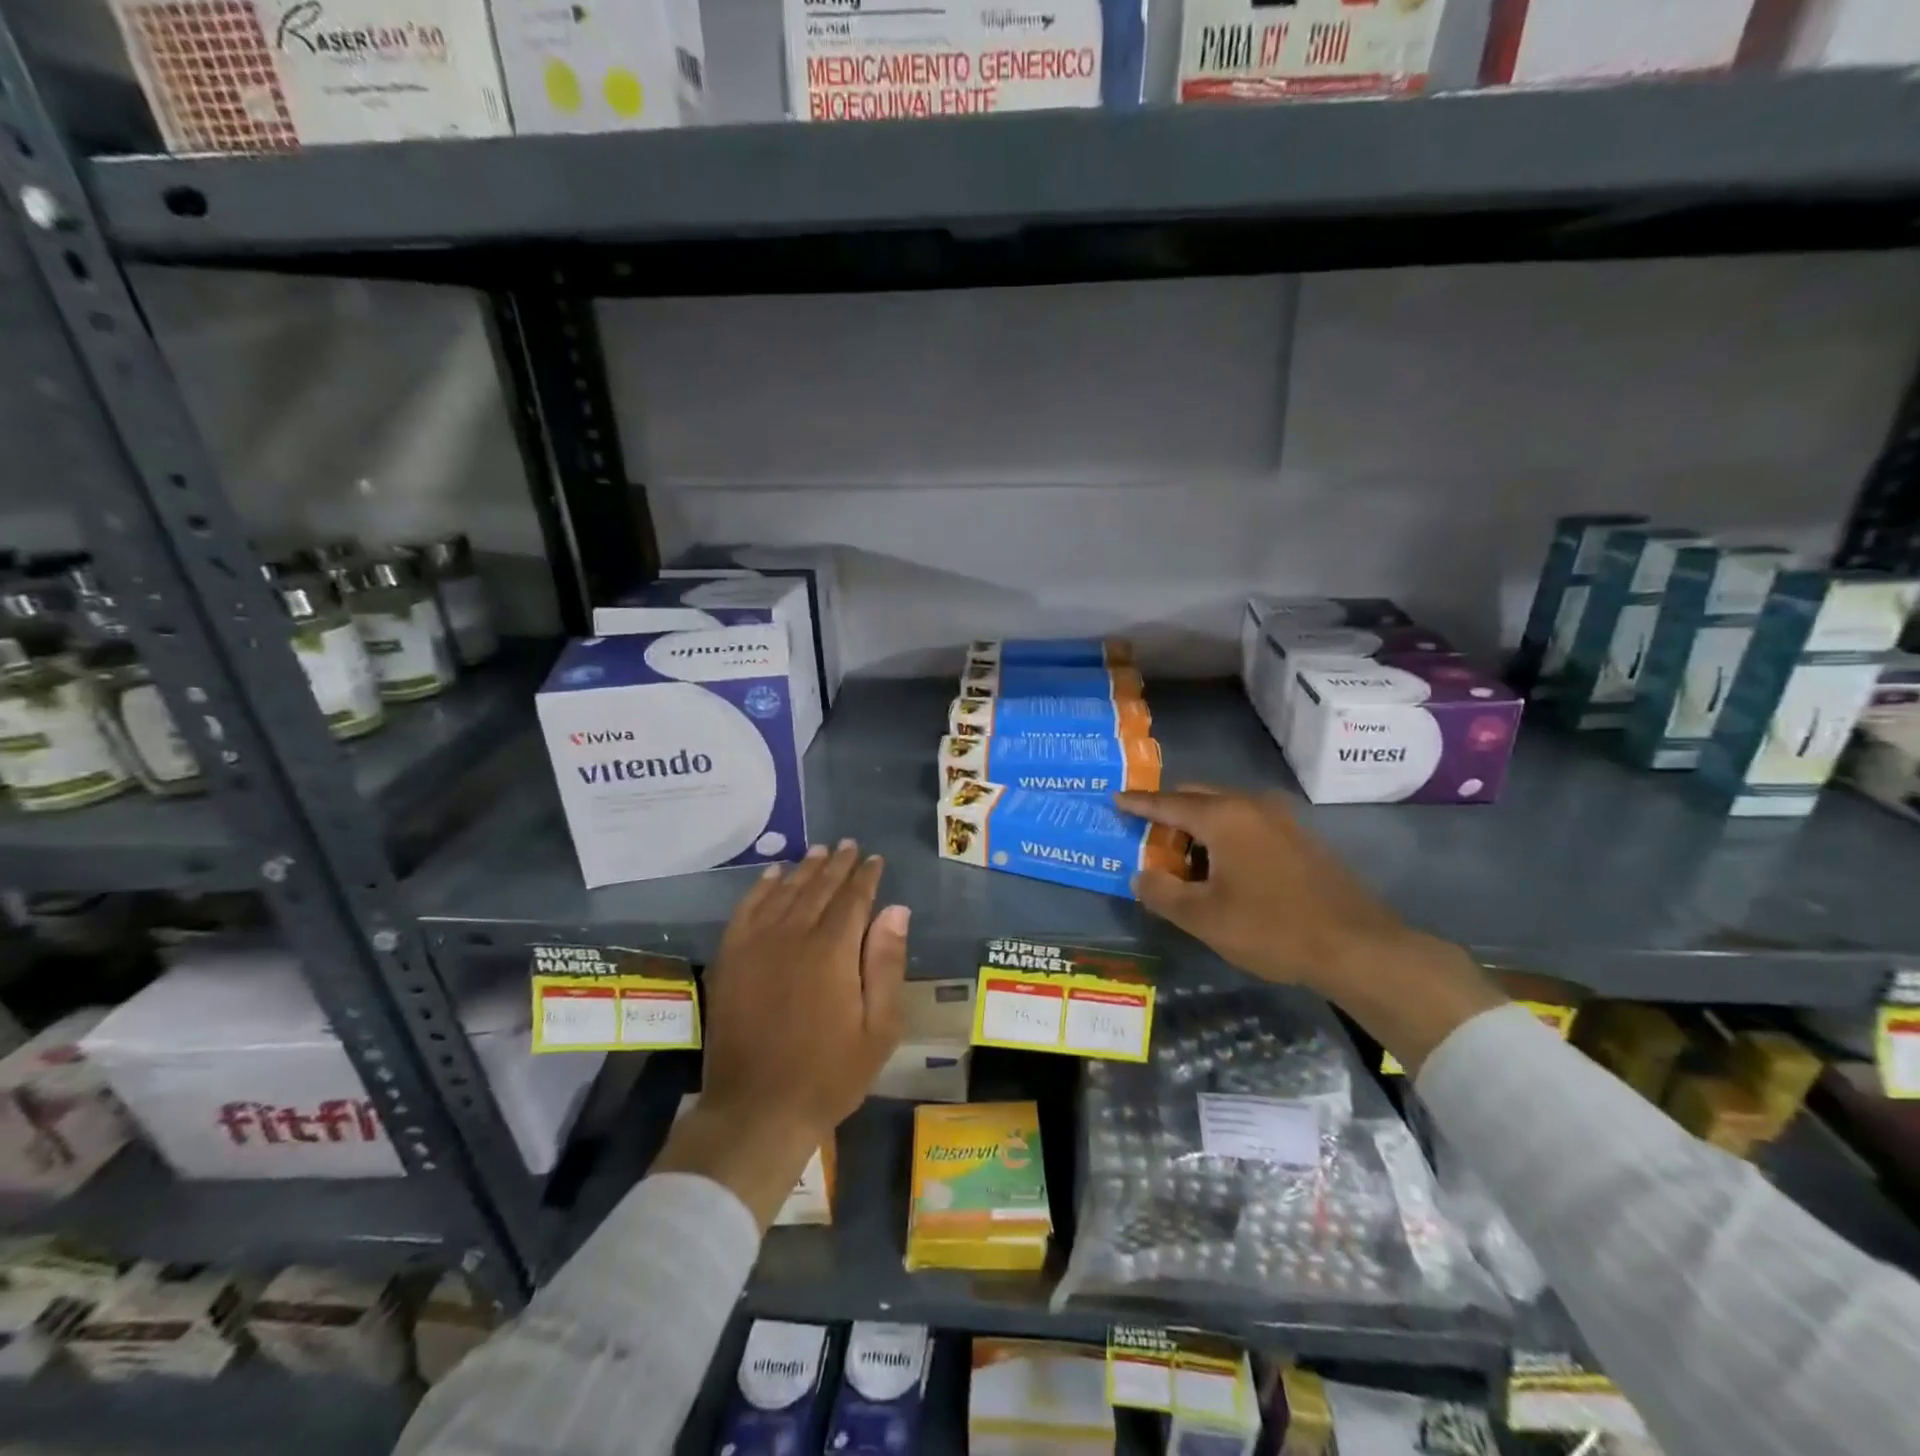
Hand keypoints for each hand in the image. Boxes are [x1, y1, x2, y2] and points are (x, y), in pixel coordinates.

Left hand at [653, 841, 908, 1225]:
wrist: (757, 1110)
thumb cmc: (829, 1074)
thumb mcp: (878, 1028)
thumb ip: (886, 963)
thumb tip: (896, 910)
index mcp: (832, 951)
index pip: (853, 898)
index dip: (866, 876)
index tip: (875, 859)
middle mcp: (793, 936)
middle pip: (818, 888)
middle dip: (837, 865)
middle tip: (849, 845)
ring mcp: (756, 946)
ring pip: (784, 892)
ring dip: (804, 869)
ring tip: (819, 851)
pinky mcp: (731, 959)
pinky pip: (746, 910)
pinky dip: (761, 888)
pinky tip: (772, 875)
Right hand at [1115, 786, 1503, 1072]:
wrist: (1357, 946)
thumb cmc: (1272, 928)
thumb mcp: (1204, 918)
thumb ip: (1162, 893)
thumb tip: (1140, 876)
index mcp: (1224, 817)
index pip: (1168, 802)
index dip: (1139, 803)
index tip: (1115, 799)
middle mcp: (1251, 805)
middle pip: (1198, 797)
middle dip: (1169, 812)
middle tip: (1146, 835)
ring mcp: (1281, 818)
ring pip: (1225, 808)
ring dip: (1198, 825)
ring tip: (1181, 858)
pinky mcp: (1300, 837)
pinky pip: (1247, 822)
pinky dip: (1224, 834)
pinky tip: (1221, 867)